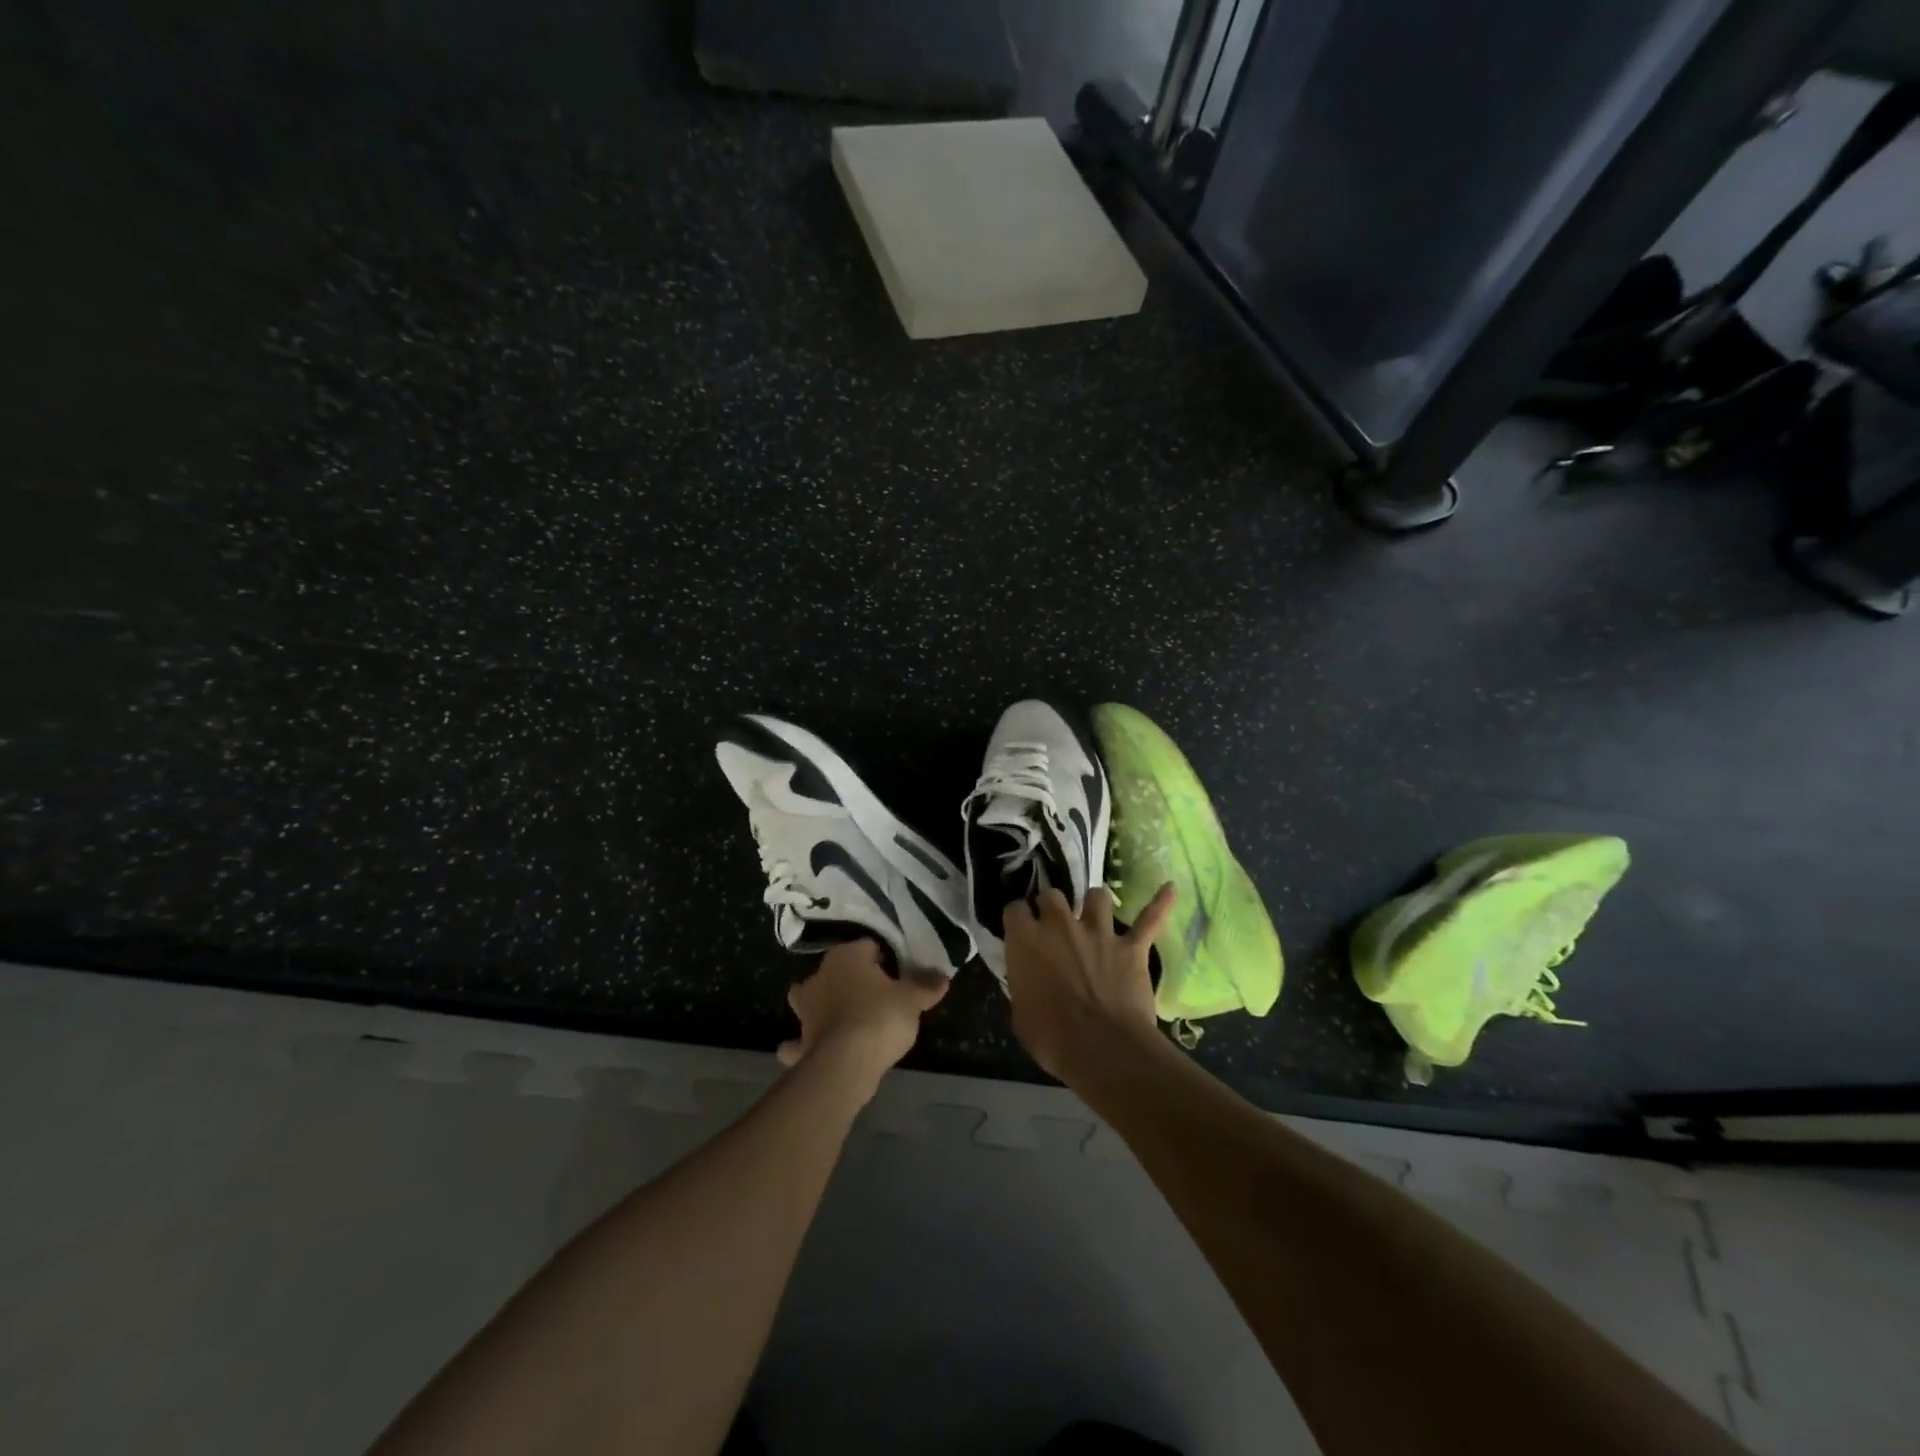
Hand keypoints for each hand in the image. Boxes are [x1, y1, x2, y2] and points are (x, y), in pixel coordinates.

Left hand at [777, 938, 947, 1095]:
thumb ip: (926, 986)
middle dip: (848, 979)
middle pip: (836, 970)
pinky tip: (811, 1050)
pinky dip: (801, 1045)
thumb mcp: (912, 1000)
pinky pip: (799, 1040)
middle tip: (873, 995)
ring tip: (839, 1018)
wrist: (846, 1064)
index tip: (898, 974)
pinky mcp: (801, 1040)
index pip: (868, 947)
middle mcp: (820, 975)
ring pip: (809, 999)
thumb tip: (943, 977)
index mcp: (846, 956)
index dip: (885, 959)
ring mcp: (805, 1009)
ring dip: (819, 1007)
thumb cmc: (880, 1017)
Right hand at [1004, 882, 1177, 1081]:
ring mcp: (1099, 932)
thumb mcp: (1020, 1014)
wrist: (1103, 1049)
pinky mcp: (1131, 947)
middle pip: (1052, 895)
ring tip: (1094, 914)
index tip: (1020, 930)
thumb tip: (1027, 981)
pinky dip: (1160, 904)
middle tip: (1054, 924)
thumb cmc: (1052, 1038)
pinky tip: (1171, 888)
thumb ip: (1023, 985)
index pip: (1015, 909)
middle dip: (1051, 906)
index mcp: (1027, 941)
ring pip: (1097, 896)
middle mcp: (1060, 925)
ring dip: (1094, 904)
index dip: (1018, 919)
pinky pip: (1150, 918)